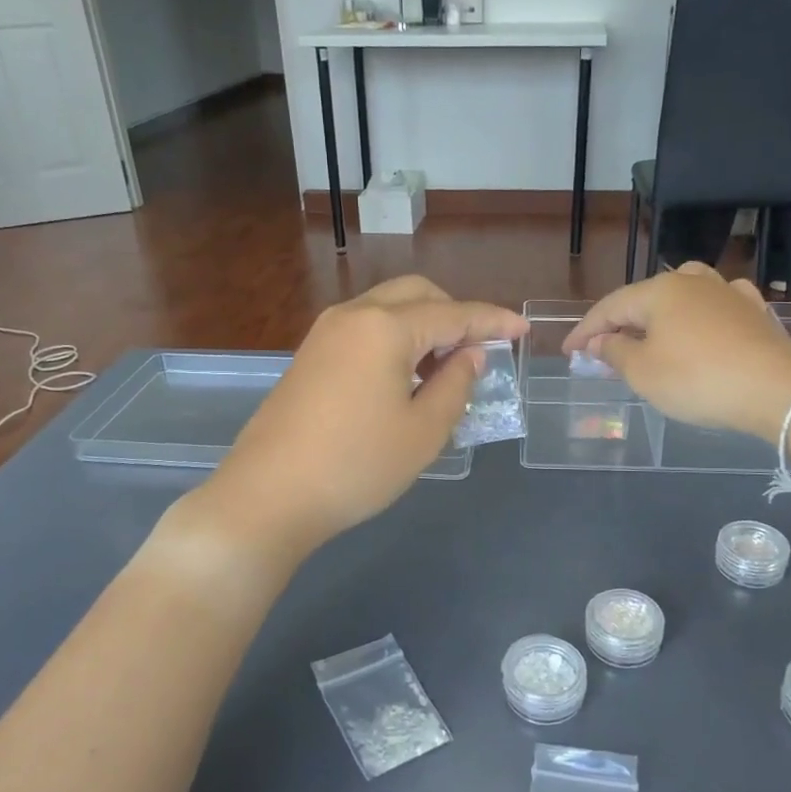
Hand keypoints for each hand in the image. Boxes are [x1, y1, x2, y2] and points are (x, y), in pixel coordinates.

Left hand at [206, 277, 527, 556]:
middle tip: (479, 351)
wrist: (268, 495)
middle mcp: (354, 315)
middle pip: (417, 295)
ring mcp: (325, 333)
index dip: (493, 320)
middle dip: (455, 314)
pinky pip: (365, 329)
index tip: (522, 329)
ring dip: (423, 326)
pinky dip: (395, 339)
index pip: (454, 313)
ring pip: (388, 309)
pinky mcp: (310, 355)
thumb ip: (456, 384)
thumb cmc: (357, 465)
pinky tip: (405, 377)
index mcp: (386, 327)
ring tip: (444, 369)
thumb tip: (469, 354)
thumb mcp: (423, 431)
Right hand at [562, 265, 790, 440]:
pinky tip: (702, 322)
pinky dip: (699, 316)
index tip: (568, 352)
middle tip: (603, 350)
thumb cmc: (697, 379)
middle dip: (621, 324)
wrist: (776, 389)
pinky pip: (716, 305)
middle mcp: (692, 282)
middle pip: (644, 299)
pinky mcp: (754, 312)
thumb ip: (615, 352)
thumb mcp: (642, 372)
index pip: (609, 307)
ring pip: (682, 295)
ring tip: (649, 334)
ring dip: (659, 315)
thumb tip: (601, 341)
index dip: (585, 331)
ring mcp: (727, 292)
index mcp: (659, 291)